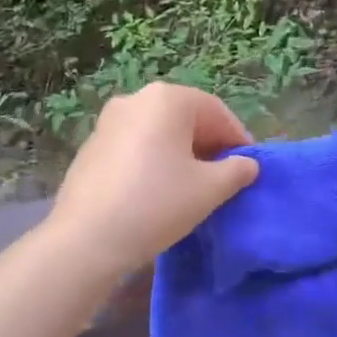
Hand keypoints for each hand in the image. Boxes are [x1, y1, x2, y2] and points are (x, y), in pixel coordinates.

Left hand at [48, 82, 258, 277]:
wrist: (86, 238)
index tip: (250, 166)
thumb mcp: (209, 190)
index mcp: (167, 99)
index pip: (216, 111)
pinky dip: (154, 158)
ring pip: (159, 130)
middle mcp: (136, 98)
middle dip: (208, 144)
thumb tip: (247, 165)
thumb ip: (236, 171)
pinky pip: (135, 144)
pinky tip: (157, 189)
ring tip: (193, 185)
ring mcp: (109, 120)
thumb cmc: (156, 203)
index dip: (237, 138)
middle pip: (185, 116)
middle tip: (224, 176)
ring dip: (181, 151)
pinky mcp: (92, 145)